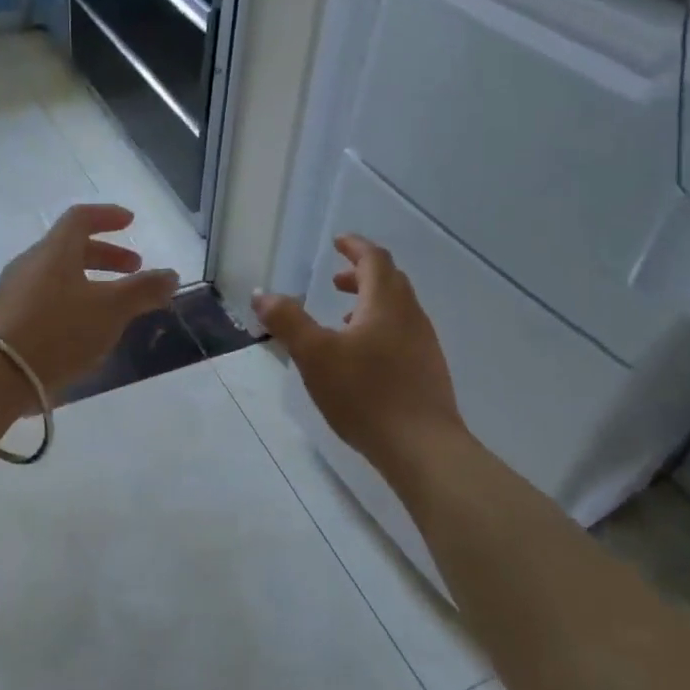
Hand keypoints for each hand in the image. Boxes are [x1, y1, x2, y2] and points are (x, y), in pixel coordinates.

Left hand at [0, 204, 180, 396]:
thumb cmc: (58, 332)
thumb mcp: (111, 310)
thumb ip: (143, 290)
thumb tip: (170, 275)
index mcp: (54, 251)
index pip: (81, 218)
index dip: (108, 216)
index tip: (130, 222)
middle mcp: (30, 264)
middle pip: (70, 248)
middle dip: (106, 255)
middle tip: (133, 269)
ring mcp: (14, 292)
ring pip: (58, 275)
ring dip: (90, 281)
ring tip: (113, 305)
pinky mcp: (6, 320)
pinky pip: (46, 299)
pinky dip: (72, 301)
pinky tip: (84, 330)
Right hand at [252, 235, 462, 473]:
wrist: (422, 447)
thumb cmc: (365, 394)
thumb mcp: (314, 355)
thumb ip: (288, 321)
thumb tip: (262, 294)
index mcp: (386, 303)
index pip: (374, 259)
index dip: (355, 247)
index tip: (337, 242)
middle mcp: (411, 317)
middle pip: (390, 281)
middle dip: (361, 274)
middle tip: (335, 280)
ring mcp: (424, 345)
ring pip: (398, 309)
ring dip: (370, 303)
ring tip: (343, 321)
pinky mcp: (427, 371)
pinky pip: (403, 334)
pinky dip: (380, 329)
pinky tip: (363, 359)